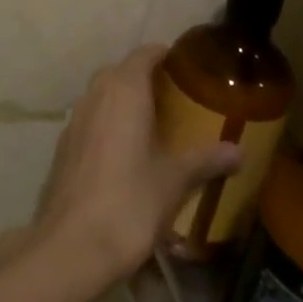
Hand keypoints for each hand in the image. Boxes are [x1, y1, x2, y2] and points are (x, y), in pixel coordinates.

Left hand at [34, 46, 241, 287]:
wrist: (70, 247)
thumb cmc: (130, 202)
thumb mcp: (175, 180)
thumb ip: (206, 160)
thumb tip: (240, 152)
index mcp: (124, 89)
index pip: (145, 54)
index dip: (165, 55)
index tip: (186, 67)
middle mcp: (95, 94)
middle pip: (121, 72)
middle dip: (145, 78)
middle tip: (175, 98)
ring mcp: (74, 120)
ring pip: (102, 96)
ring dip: (124, 102)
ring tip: (152, 125)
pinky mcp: (63, 148)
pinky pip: (91, 121)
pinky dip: (108, 125)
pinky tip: (124, 154)